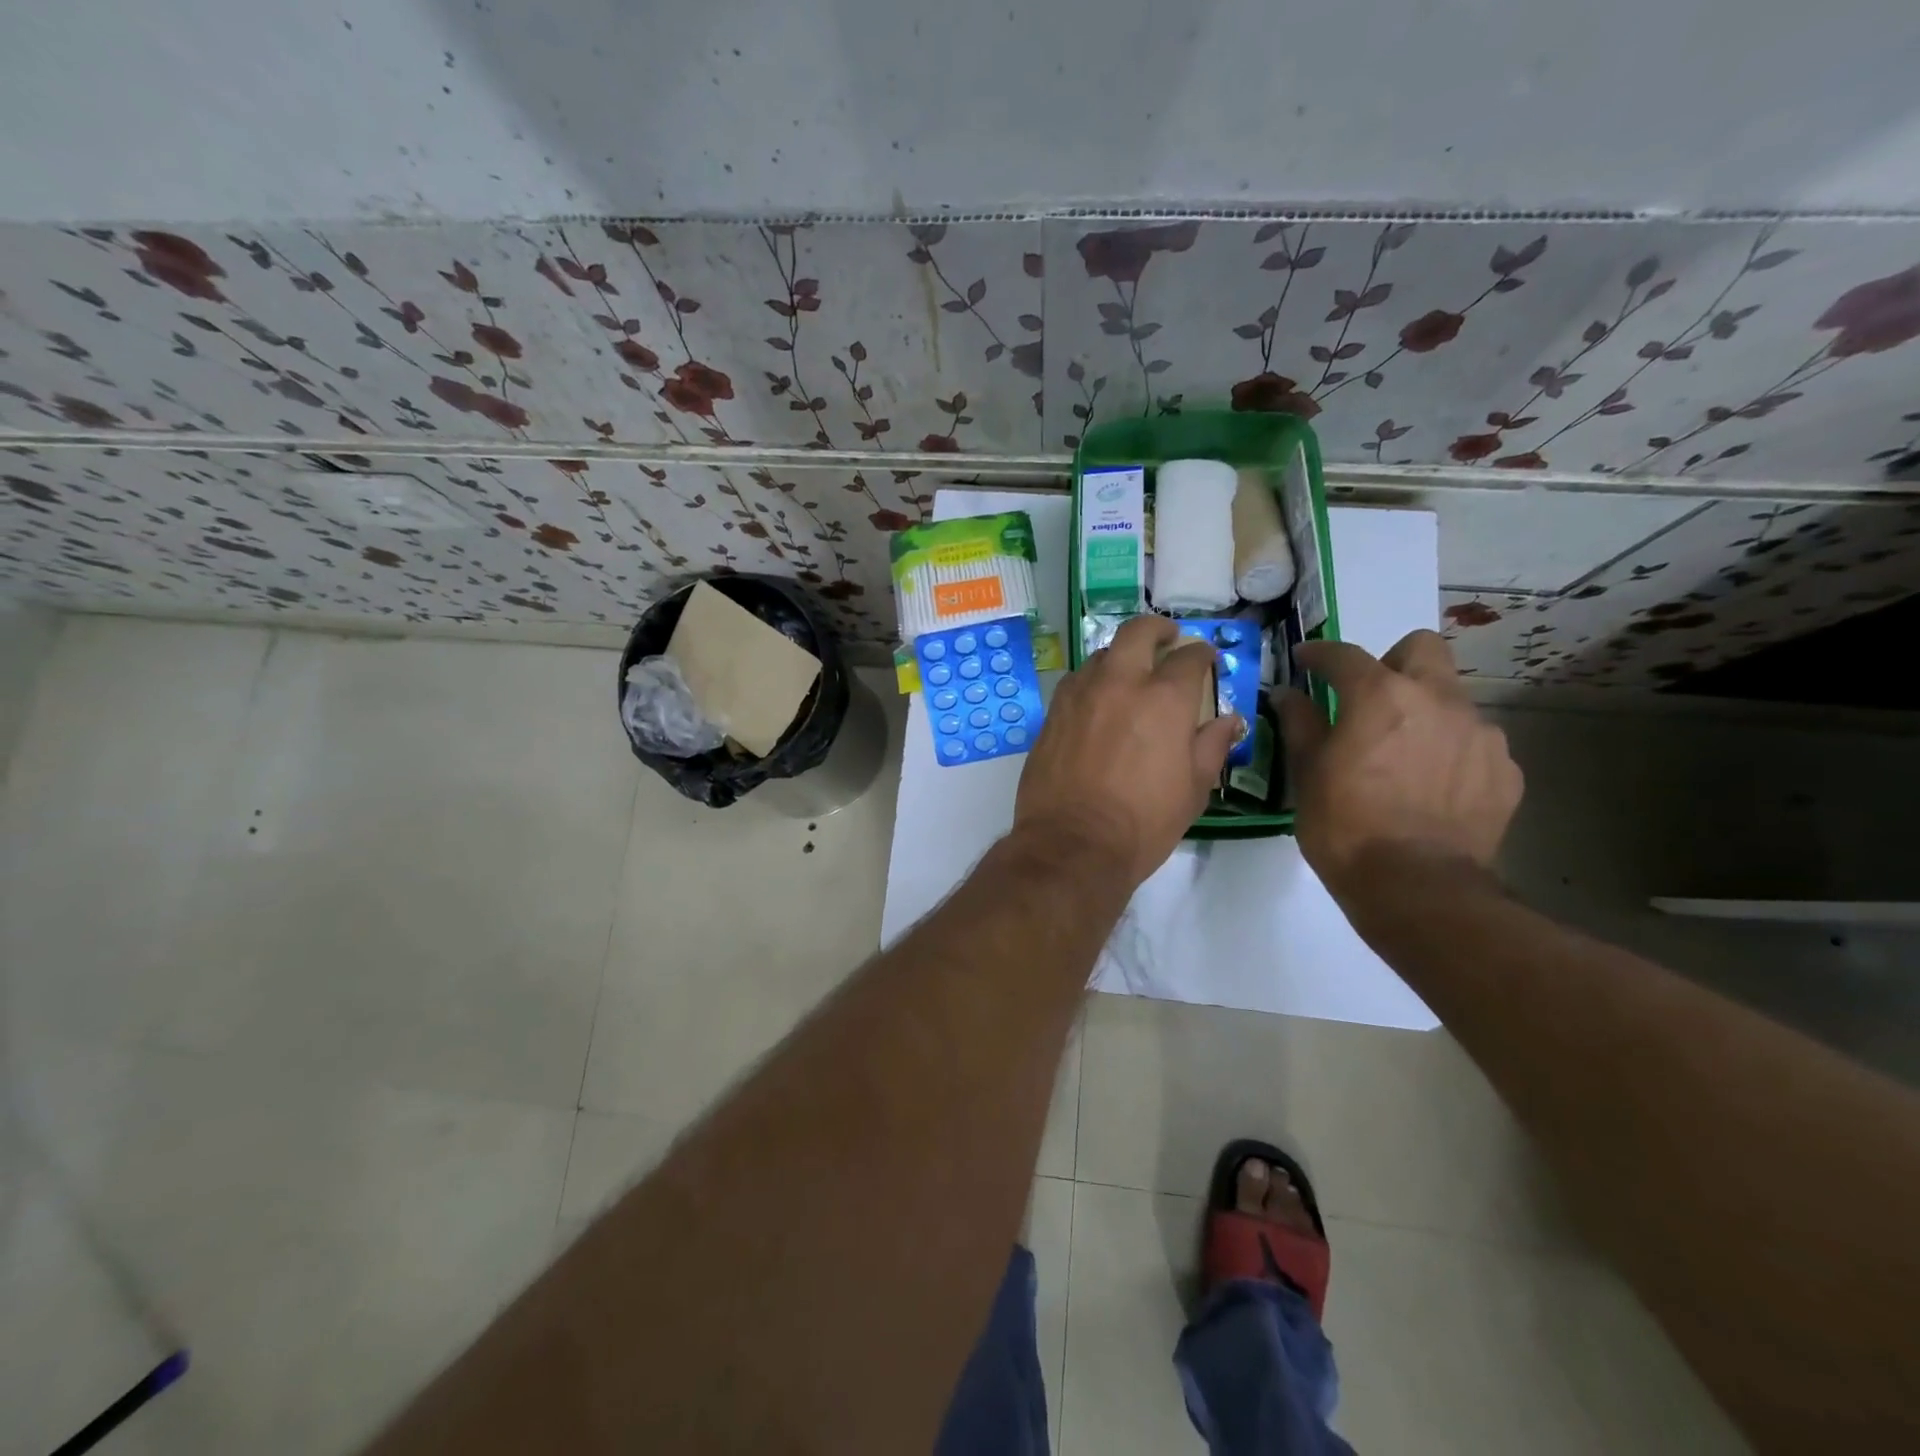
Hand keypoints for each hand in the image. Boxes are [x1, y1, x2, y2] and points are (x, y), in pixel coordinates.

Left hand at [1015, 616, 1241, 886]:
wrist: (1072, 844)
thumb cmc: (1143, 822)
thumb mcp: (1194, 788)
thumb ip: (1212, 745)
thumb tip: (1229, 719)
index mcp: (1164, 698)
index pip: (1189, 657)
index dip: (1202, 654)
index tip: (1206, 660)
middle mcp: (1120, 683)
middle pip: (1137, 632)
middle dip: (1157, 629)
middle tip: (1167, 639)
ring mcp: (1080, 694)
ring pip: (1101, 655)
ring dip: (1121, 657)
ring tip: (1129, 675)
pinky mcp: (1052, 713)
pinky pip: (1075, 682)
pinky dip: (1092, 681)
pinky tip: (1097, 701)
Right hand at [1279, 631, 1522, 899]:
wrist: (1417, 888)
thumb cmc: (1345, 826)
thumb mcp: (1307, 774)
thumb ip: (1300, 724)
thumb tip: (1288, 695)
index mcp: (1380, 696)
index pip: (1344, 655)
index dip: (1319, 653)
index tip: (1305, 660)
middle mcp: (1437, 700)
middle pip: (1422, 648)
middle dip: (1392, 662)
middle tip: (1369, 697)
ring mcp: (1480, 734)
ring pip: (1451, 698)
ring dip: (1424, 711)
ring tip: (1404, 754)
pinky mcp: (1505, 770)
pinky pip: (1474, 743)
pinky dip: (1450, 751)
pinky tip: (1432, 786)